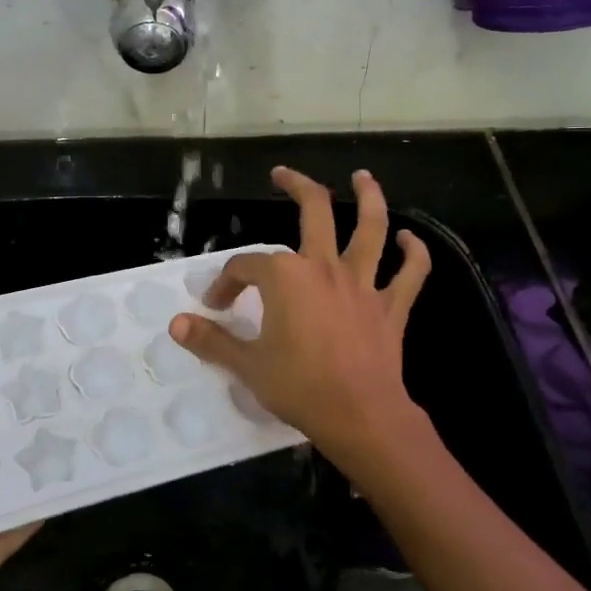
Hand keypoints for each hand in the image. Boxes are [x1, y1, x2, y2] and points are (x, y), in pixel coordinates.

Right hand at [170, 167, 430, 483]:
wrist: (359, 416)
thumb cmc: (299, 387)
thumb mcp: (247, 364)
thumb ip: (211, 340)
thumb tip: (177, 323)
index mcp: (285, 277)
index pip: (246, 266)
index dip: (227, 282)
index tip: (216, 307)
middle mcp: (324, 267)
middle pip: (314, 211)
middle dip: (297, 185)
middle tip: (282, 174)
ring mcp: (362, 284)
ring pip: (370, 228)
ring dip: (368, 198)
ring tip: (363, 177)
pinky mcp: (390, 306)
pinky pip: (409, 274)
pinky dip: (413, 253)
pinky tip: (409, 238)